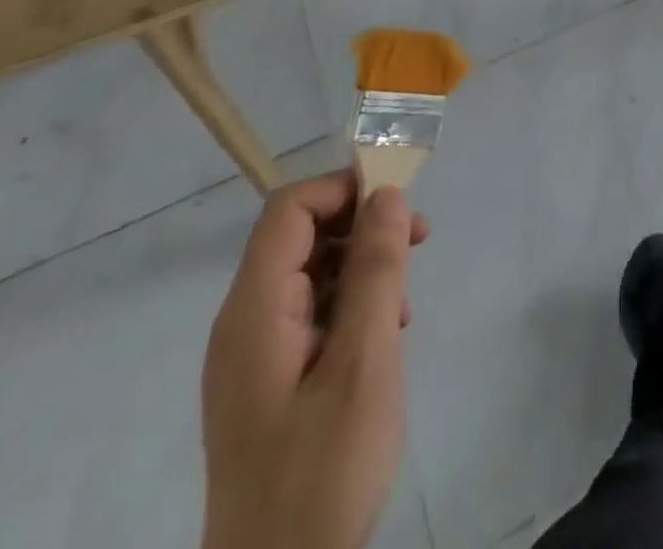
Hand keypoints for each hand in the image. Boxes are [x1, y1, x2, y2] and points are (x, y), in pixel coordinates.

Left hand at [201, 170, 428, 548]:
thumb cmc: (322, 472)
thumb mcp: (364, 363)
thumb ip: (376, 272)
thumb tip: (387, 196)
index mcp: (253, 311)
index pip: (290, 210)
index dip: (343, 189)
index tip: (399, 202)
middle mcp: (243, 323)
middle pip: (299, 236)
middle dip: (361, 225)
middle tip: (419, 241)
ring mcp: (251, 356)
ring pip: (308, 274)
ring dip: (361, 266)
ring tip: (406, 300)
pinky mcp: (266, 384)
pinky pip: (308, 314)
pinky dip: (349, 305)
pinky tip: (384, 335)